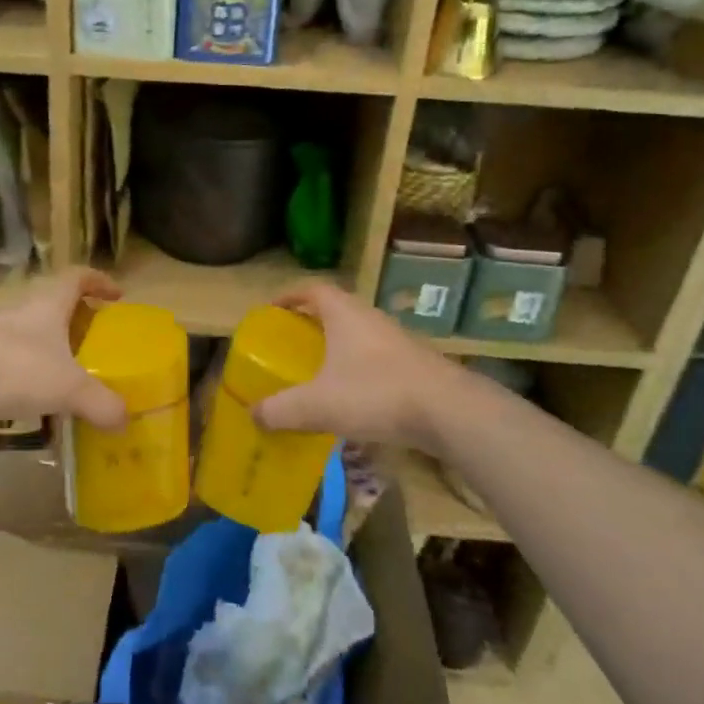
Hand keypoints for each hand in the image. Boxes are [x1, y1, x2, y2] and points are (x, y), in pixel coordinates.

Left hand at [0, 269, 127, 439]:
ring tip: (70, 380)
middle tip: (97, 345)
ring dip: (50, 354)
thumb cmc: (11, 369)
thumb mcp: (67, 387)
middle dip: (76, 322)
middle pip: (53, 308)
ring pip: (30, 339)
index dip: (98, 281)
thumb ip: (100, 402)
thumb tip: (125, 420)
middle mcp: (18, 315)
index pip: (76, 278)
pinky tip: (35, 405)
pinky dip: (27, 380)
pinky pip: (10, 368)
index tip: (117, 295)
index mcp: (45, 306)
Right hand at [252, 282, 465, 447]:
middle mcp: (371, 319)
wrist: (450, 411)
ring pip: (359, 336)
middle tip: (291, 345)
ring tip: (318, 374)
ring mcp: (398, 341)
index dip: (290, 296)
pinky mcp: (416, 365)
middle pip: (336, 311)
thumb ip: (282, 409)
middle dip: (312, 325)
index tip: (272, 311)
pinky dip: (359, 372)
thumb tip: (253, 414)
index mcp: (345, 314)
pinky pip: (377, 360)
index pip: (313, 289)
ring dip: (338, 349)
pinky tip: (352, 399)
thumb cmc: (376, 393)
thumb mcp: (318, 404)